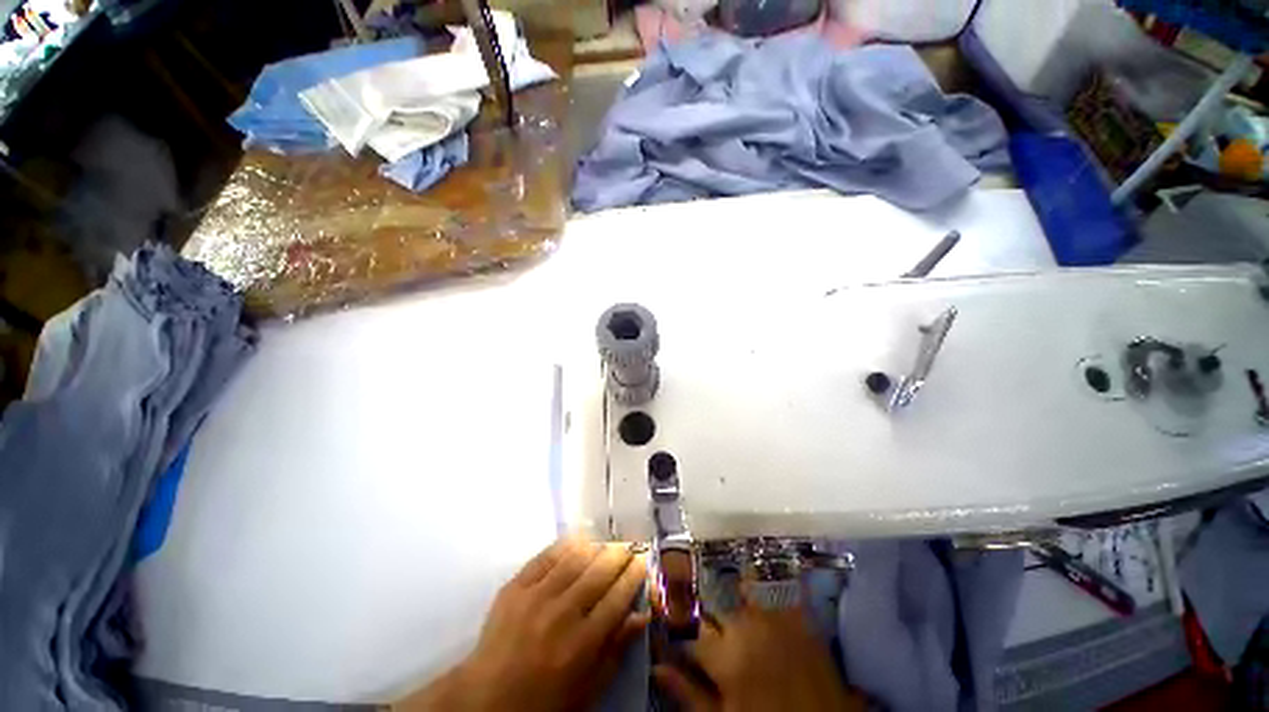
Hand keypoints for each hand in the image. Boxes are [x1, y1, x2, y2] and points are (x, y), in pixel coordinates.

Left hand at [393, 536, 648, 711]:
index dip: (634, 574)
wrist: (485, 699)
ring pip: (575, 559)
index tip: (642, 561)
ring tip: (605, 545)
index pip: (618, 597)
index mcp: (582, 643)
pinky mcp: (515, 587)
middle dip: (618, 555)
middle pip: (599, 572)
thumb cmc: (543, 700)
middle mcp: (562, 613)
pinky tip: (576, 541)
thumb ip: (616, 650)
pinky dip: (564, 545)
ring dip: (595, 548)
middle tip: (628, 547)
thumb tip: (642, 616)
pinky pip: (545, 556)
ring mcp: (536, 596)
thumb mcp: (587, 688)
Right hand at [653, 592, 865, 711]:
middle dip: (712, 617)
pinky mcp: (802, 617)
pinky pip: (780, 588)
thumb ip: (689, 693)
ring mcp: (777, 618)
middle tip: (715, 630)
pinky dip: (769, 584)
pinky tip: (763, 586)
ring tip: (735, 597)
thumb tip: (657, 668)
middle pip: (717, 609)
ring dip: (736, 591)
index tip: (687, 647)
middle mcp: (747, 627)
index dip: (686, 643)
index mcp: (726, 657)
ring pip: (745, 588)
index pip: (693, 638)